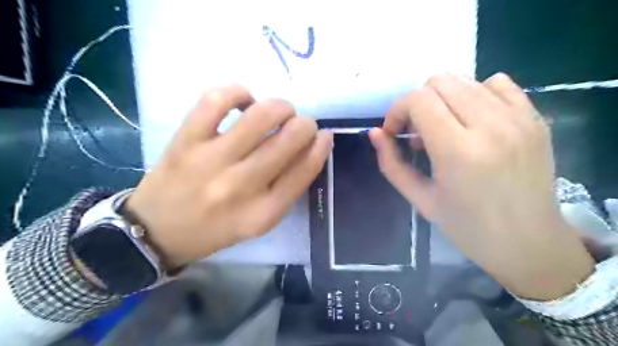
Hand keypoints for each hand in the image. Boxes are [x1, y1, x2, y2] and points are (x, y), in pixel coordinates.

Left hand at [124, 85, 333, 266]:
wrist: (158, 231)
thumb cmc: (217, 228)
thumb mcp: (260, 220)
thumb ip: (288, 188)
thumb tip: (310, 147)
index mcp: (264, 212)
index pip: (305, 170)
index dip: (321, 146)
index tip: (324, 135)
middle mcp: (241, 186)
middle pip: (288, 140)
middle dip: (305, 124)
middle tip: (300, 123)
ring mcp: (211, 160)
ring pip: (260, 116)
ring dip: (280, 107)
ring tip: (279, 111)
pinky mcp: (186, 141)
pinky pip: (216, 100)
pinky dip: (238, 92)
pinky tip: (244, 101)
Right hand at [368, 73, 596, 299]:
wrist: (529, 242)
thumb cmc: (467, 227)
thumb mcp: (419, 199)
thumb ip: (391, 163)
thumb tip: (375, 133)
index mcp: (458, 151)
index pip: (419, 100)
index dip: (397, 111)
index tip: (395, 133)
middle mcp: (491, 126)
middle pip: (440, 82)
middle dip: (417, 103)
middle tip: (417, 133)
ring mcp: (519, 118)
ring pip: (465, 80)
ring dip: (443, 100)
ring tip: (444, 129)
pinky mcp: (535, 118)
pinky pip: (497, 84)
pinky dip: (474, 95)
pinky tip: (471, 122)